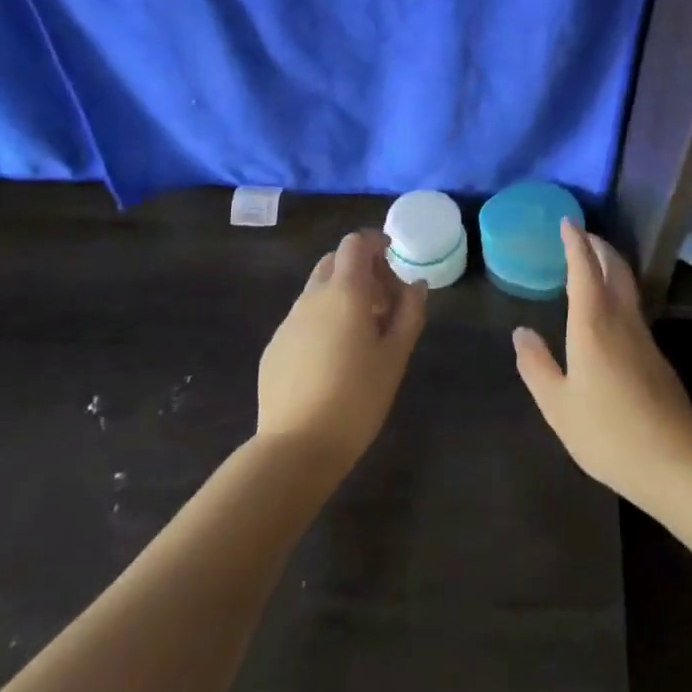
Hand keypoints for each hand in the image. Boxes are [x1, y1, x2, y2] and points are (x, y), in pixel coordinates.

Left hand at [256, 230, 425, 476]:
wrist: (296, 447)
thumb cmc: (357, 398)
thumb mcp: (395, 355)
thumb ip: (409, 312)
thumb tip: (416, 284)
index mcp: (345, 292)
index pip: (355, 243)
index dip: (376, 243)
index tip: (394, 260)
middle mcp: (312, 298)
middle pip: (335, 262)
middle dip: (361, 270)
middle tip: (384, 301)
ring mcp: (289, 322)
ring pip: (317, 291)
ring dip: (342, 296)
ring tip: (362, 333)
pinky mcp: (275, 347)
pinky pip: (303, 318)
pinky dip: (323, 320)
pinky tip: (334, 358)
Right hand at [513, 220, 691, 508]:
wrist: (674, 461)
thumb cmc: (608, 432)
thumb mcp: (558, 405)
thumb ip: (537, 366)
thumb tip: (521, 332)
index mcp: (593, 324)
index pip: (584, 269)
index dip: (575, 243)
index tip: (567, 222)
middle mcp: (621, 319)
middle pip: (614, 268)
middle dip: (598, 246)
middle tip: (582, 235)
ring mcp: (643, 336)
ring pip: (627, 285)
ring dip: (611, 265)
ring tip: (593, 262)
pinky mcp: (655, 354)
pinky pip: (632, 306)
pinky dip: (618, 290)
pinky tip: (609, 309)